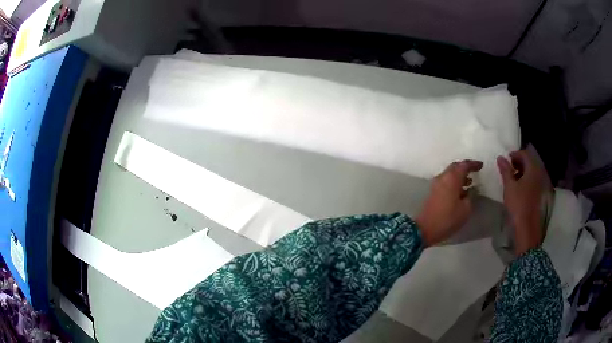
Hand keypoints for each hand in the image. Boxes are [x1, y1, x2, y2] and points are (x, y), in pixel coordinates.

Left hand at [417, 160, 482, 246]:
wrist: (425, 229)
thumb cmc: (448, 219)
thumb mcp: (465, 209)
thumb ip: (471, 197)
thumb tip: (471, 190)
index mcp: (451, 178)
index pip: (464, 165)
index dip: (473, 164)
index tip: (481, 166)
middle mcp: (443, 177)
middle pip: (455, 168)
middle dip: (465, 168)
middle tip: (475, 172)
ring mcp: (436, 184)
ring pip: (450, 175)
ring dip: (460, 177)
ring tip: (470, 183)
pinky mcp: (433, 192)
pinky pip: (446, 182)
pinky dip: (454, 183)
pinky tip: (461, 192)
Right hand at [497, 150, 545, 254]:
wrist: (527, 228)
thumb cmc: (518, 205)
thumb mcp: (509, 186)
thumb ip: (505, 170)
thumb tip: (500, 157)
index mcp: (534, 168)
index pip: (525, 154)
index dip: (515, 154)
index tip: (506, 160)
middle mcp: (540, 173)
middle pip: (531, 161)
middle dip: (520, 162)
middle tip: (510, 168)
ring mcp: (543, 184)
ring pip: (533, 171)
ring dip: (524, 171)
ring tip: (514, 178)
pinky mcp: (542, 193)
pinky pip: (535, 180)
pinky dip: (528, 179)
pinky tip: (521, 187)